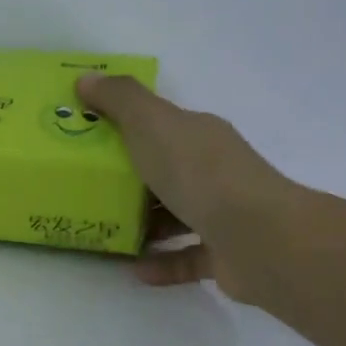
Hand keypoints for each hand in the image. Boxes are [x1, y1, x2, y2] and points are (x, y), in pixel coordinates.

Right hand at [76, 73, 298, 299]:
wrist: (259, 238)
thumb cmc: (200, 174)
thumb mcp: (152, 124)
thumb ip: (119, 99)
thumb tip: (86, 76)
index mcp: (198, 135)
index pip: (160, 125)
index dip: (125, 127)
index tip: (88, 137)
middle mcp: (214, 170)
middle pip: (166, 170)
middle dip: (129, 179)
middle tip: (86, 188)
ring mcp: (223, 213)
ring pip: (177, 215)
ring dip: (143, 223)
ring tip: (105, 230)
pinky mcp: (224, 255)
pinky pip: (186, 257)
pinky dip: (161, 262)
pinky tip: (133, 268)